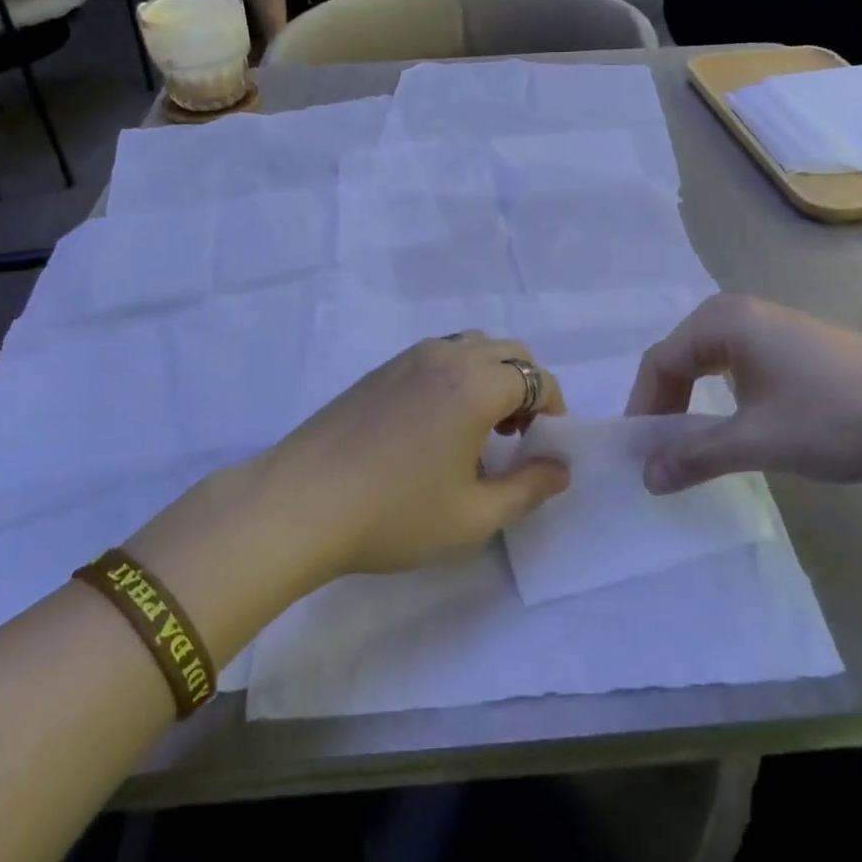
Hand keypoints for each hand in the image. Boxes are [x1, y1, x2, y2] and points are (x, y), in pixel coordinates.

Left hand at [250, 334, 569, 579]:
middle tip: (516, 433)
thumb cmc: (394, 513)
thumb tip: (561, 469)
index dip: (552, 406)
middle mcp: (446, 356)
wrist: (300, 503)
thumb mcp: (473, 516)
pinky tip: (437, 421)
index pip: (535, 377)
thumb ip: (528, 489)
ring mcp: (408, 357)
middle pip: (507, 351)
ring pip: (471, 346)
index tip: (546, 442)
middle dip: (526, 385)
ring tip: (478, 425)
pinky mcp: (381, 368)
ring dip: (491, 374)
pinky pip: (438, 354)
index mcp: (475, 385)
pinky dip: (458, 373)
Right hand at [625, 294, 861, 491]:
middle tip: (659, 448)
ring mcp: (769, 324)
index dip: (643, 407)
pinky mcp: (793, 343)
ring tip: (688, 440)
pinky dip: (720, 393)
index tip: (639, 453)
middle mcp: (738, 311)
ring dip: (691, 399)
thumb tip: (645, 477)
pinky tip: (732, 422)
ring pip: (707, 360)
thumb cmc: (835, 418)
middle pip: (679, 357)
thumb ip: (695, 456)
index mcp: (722, 321)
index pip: (660, 362)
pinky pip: (735, 363)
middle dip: (664, 403)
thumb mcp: (757, 441)